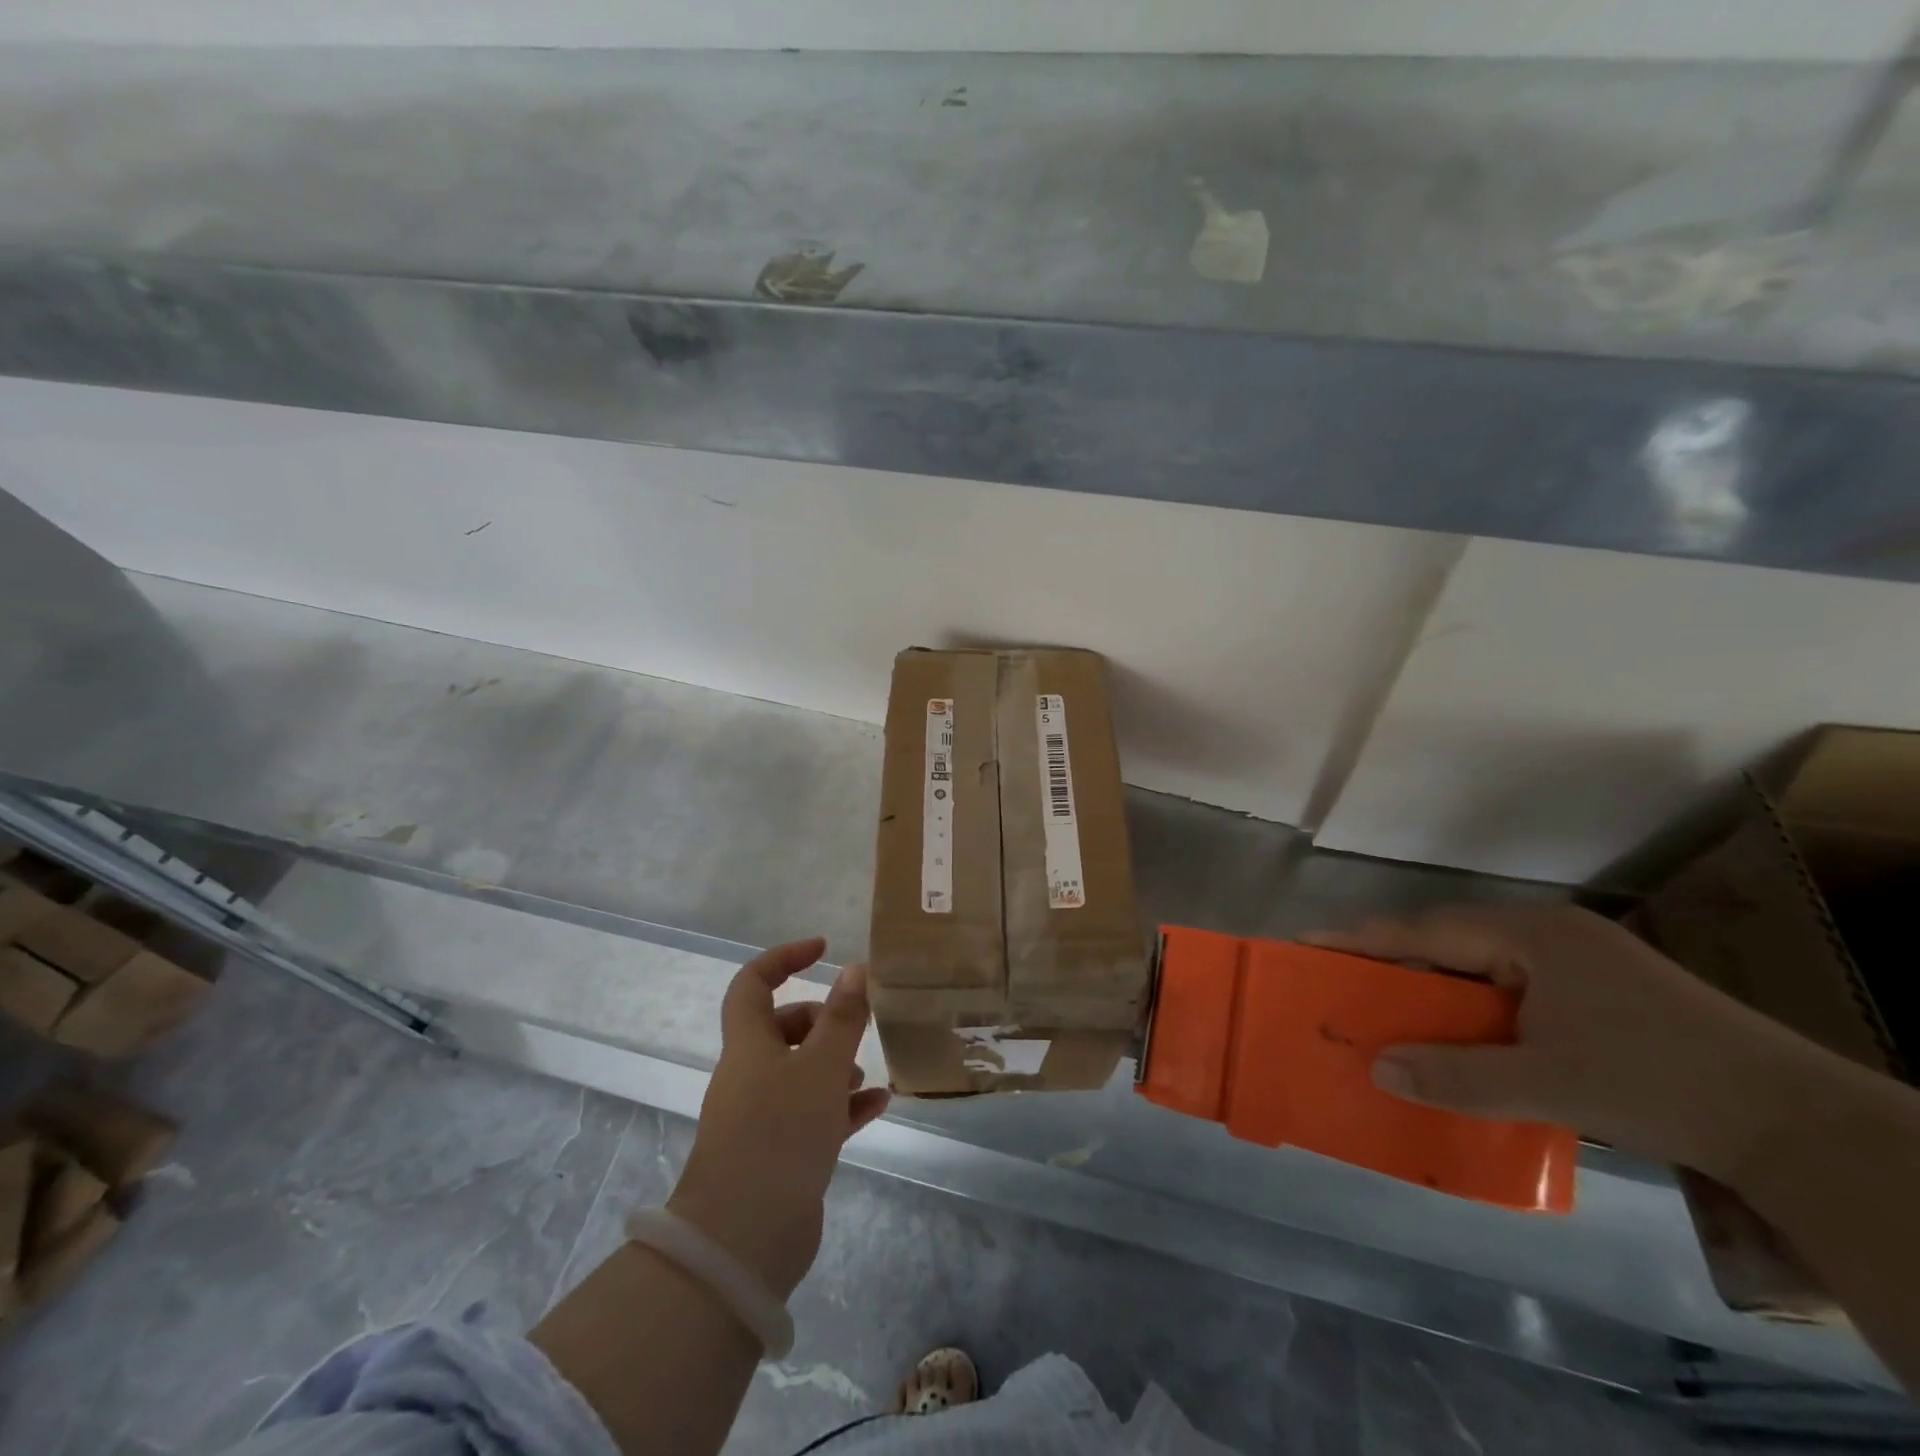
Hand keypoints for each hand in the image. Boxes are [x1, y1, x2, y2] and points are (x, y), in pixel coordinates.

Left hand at [668, 939, 888, 1299]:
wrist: (744, 1237)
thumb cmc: (781, 1133)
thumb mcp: (821, 1067)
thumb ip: (842, 1018)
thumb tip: (854, 968)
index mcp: (749, 1045)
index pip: (753, 983)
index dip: (784, 958)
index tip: (822, 949)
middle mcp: (750, 1075)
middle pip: (780, 1029)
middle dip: (820, 1021)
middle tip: (853, 1028)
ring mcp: (762, 1116)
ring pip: (800, 1073)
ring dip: (834, 1065)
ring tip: (866, 1073)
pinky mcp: (779, 1153)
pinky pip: (814, 1114)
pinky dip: (842, 1105)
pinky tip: (877, 1105)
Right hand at [1309, 904, 1832, 1180]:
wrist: (1797, 1121)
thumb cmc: (1658, 1083)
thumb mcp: (1547, 1083)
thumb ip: (1456, 1075)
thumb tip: (1377, 1068)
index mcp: (1529, 936)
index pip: (1424, 931)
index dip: (1361, 940)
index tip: (1307, 943)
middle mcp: (1548, 934)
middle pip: (1448, 941)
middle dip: (1393, 963)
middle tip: (1339, 982)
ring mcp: (1578, 959)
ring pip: (1480, 965)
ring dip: (1435, 987)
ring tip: (1388, 1009)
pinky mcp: (1599, 989)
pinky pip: (1511, 985)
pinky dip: (1474, 1005)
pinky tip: (1463, 1033)